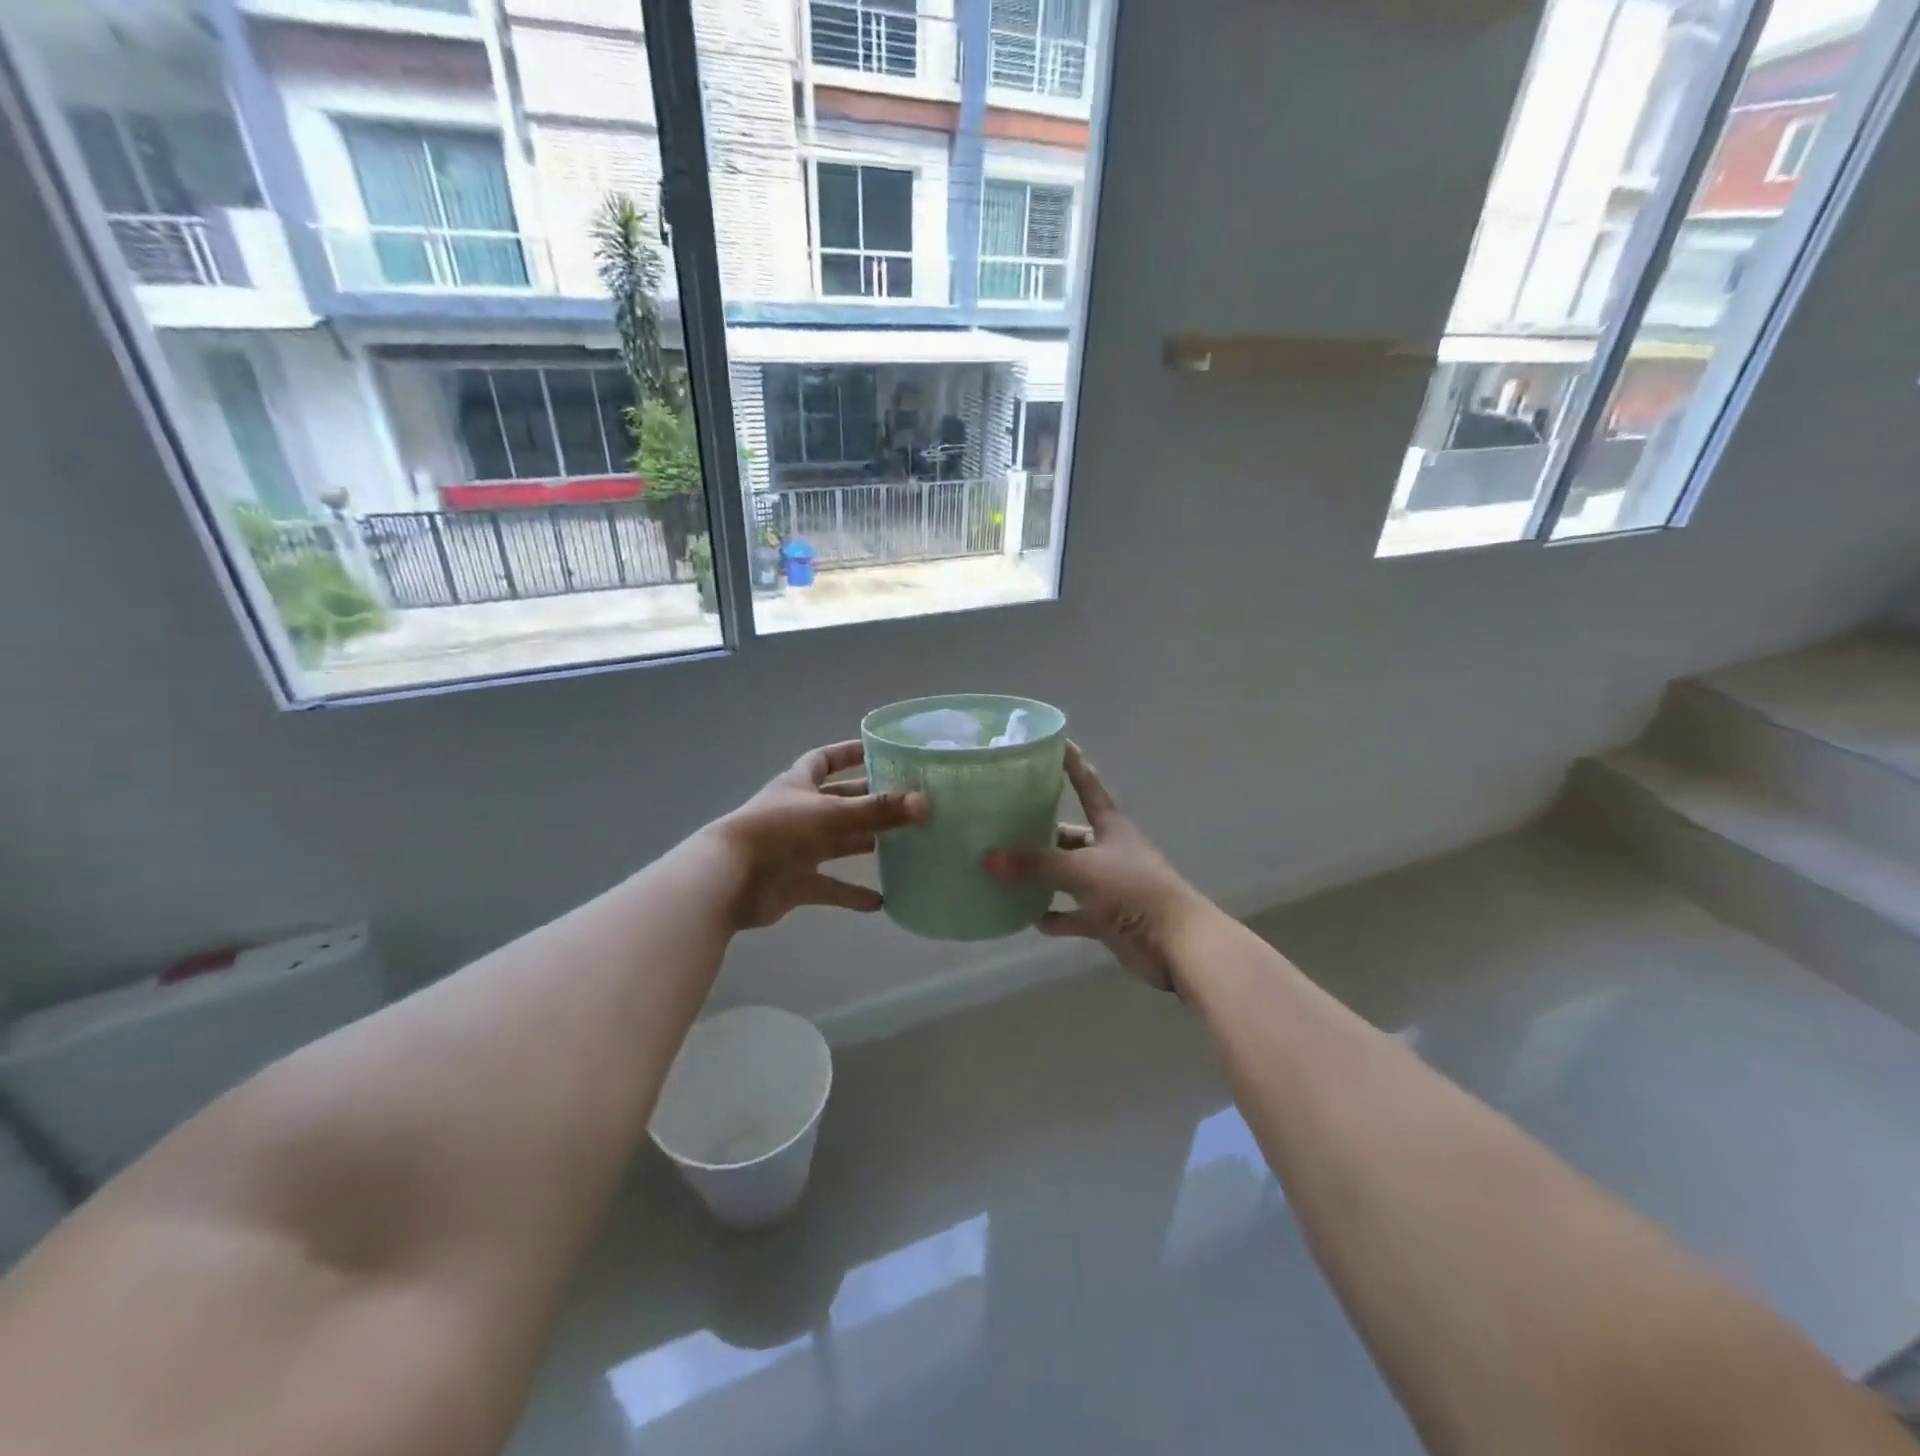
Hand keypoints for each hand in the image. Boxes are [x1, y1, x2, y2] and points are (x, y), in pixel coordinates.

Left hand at [709, 741, 927, 930]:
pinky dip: (851, 894)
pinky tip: (881, 902)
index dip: (849, 753)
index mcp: (799, 785)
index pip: (825, 760)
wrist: (728, 880)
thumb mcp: (832, 815)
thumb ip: (879, 810)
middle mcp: (798, 813)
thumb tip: (925, 803)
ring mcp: (795, 849)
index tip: (879, 751)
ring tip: (901, 846)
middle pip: (838, 802)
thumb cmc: (778, 832)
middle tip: (906, 803)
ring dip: (863, 844)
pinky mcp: (794, 883)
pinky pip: (829, 887)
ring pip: (836, 844)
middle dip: (868, 802)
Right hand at [981, 744, 1209, 992]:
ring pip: (1067, 876)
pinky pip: (1074, 915)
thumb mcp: (1081, 871)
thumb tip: (986, 858)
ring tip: (1005, 873)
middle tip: (1002, 828)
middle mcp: (1109, 851)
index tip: (1056, 743)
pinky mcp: (1107, 918)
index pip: (1088, 786)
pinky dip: (1055, 916)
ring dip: (1042, 877)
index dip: (1072, 765)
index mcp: (1111, 827)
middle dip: (1040, 833)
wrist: (1176, 943)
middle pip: (1069, 836)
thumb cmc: (1133, 890)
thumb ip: (1035, 865)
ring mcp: (1109, 886)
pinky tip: (1030, 918)